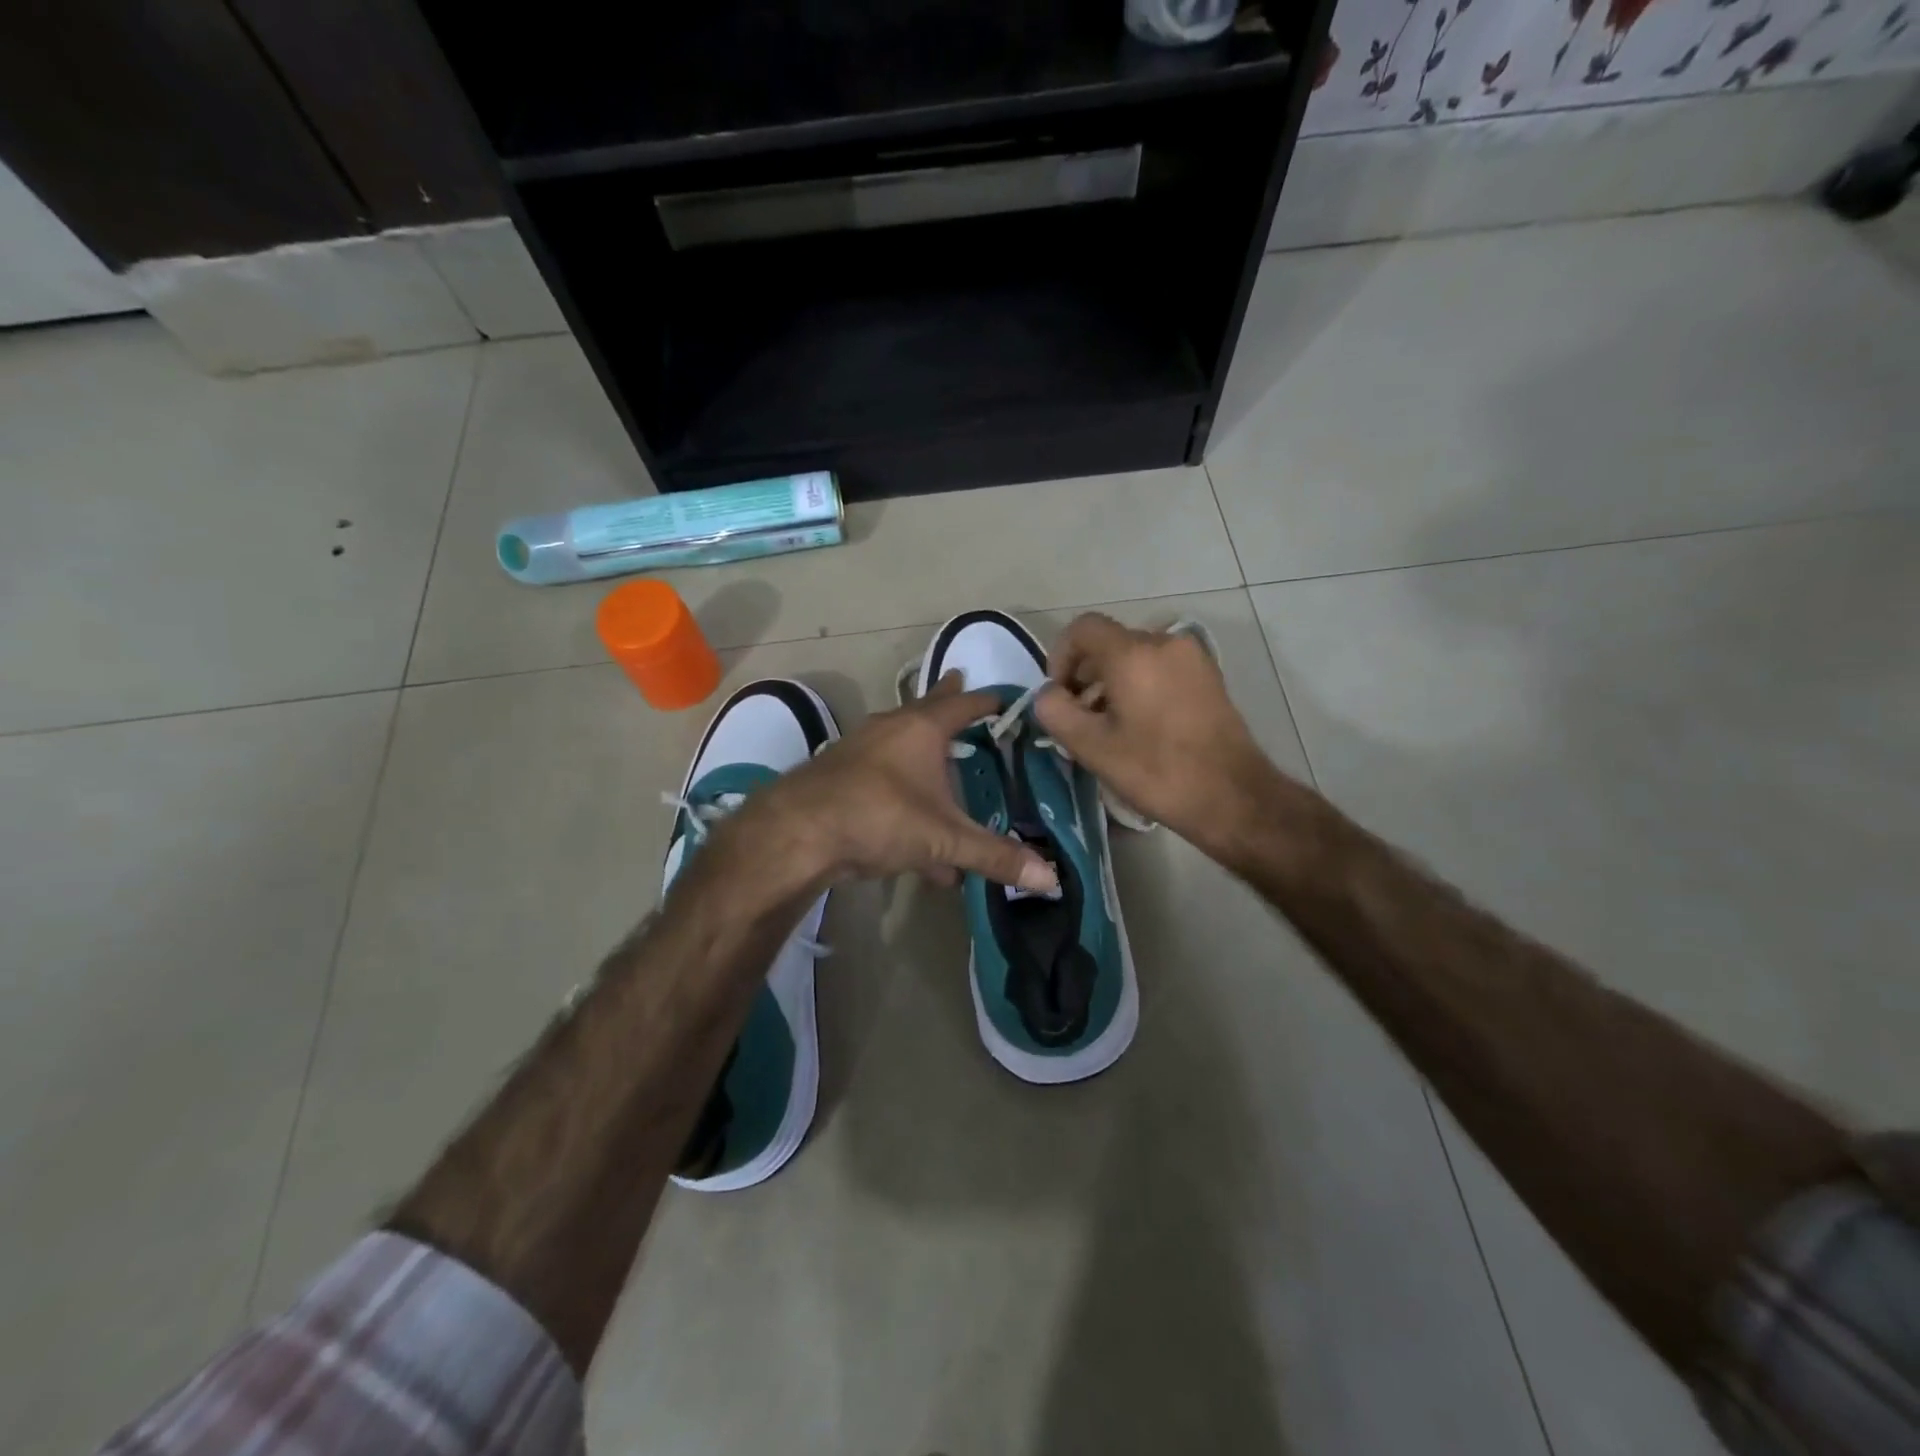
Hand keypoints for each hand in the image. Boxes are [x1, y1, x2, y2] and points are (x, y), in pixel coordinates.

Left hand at [739, 674, 1059, 893]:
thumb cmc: (879, 816)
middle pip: (926, 711)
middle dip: (947, 704)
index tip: (1005, 697)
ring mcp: (859, 751)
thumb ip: (995, 856)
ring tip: (943, 771)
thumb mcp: (944, 838)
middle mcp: (890, 730)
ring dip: (923, 757)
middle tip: (961, 687)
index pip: (965, 704)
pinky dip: (903, 799)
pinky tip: (917, 848)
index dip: (988, 700)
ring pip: (900, 746)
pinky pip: (882, 782)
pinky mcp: (839, 778)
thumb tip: (1052, 879)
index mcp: (922, 729)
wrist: (796, 833)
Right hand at [1034, 613, 1280, 852]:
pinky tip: (1142, 727)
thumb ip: (1055, 711)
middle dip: (1086, 675)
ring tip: (1110, 728)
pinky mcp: (1209, 677)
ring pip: (1136, 657)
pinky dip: (1141, 686)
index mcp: (1133, 653)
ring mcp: (1192, 658)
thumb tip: (1049, 694)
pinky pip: (1161, 668)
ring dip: (1112, 683)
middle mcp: (1164, 642)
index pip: (1082, 629)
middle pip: (1109, 643)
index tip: (1060, 695)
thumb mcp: (1091, 747)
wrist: (1232, 796)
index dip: (1060, 657)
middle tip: (1080, 718)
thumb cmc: (1156, 771)